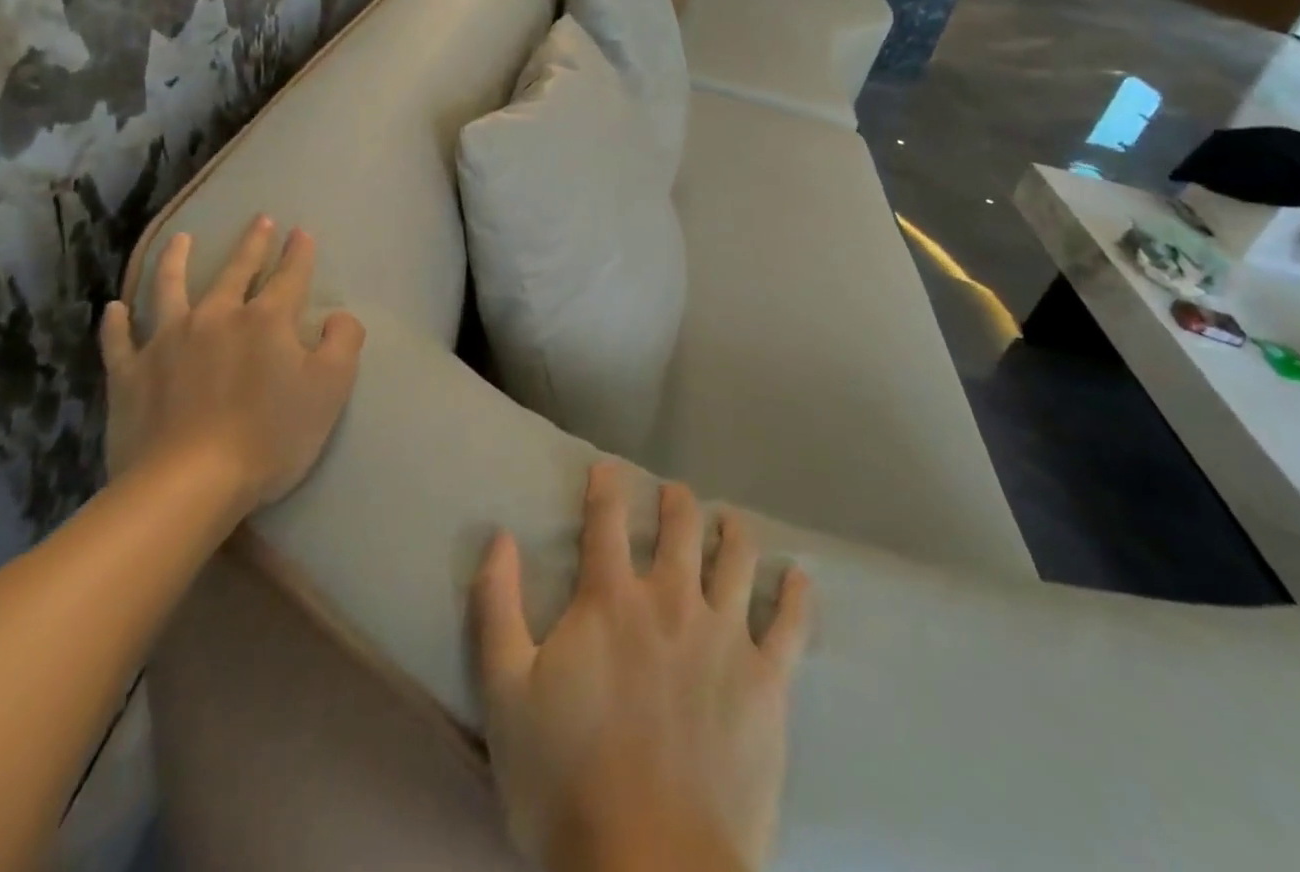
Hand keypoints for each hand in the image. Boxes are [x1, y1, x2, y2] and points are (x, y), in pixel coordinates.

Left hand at [100, 217, 364, 517]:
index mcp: (266, 319)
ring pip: (170, 289)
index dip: (299, 252)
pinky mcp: (131, 374)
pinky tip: (115, 308)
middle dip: (253, 243)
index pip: (290, 275)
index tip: (301, 231)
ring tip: (179, 239)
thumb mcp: (331, 388)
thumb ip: (343, 341)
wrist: (189, 484)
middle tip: (260, 219)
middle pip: (236, 271)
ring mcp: (167, 342)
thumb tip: (338, 316)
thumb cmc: (271, 435)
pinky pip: (120, 340)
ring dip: (175, 260)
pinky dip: (117, 322)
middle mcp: (217, 316)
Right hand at [473, 463, 811, 871]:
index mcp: (611, 600)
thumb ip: (498, 608)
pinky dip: (796, 596)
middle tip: (674, 492)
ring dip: (732, 531)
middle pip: (679, 528)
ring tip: (729, 520)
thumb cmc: (566, 781)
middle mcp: (671, 600)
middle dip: (676, 501)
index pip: (606, 521)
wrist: (651, 869)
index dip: (606, 486)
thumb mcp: (506, 694)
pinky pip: (790, 626)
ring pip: (736, 560)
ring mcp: (725, 637)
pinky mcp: (766, 682)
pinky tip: (800, 577)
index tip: (607, 467)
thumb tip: (499, 537)